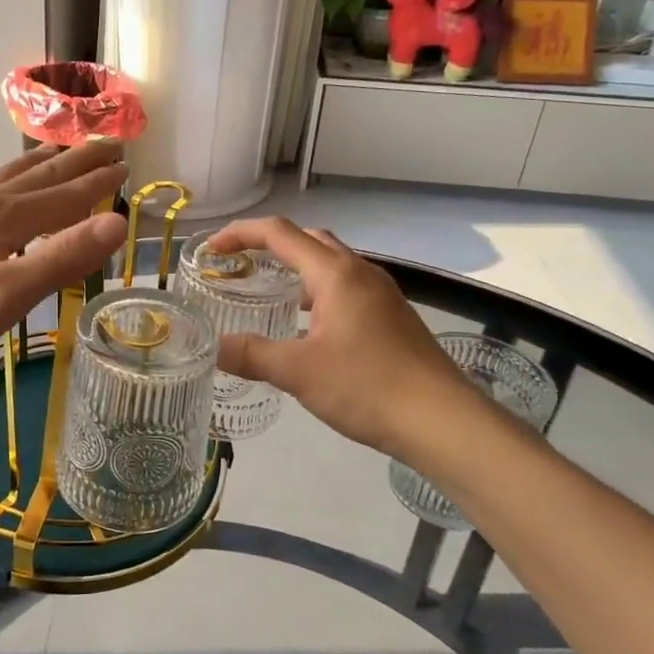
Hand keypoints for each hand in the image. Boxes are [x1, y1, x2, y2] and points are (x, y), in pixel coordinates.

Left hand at [0, 141, 128, 387]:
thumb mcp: (7, 297)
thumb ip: (61, 258)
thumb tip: (117, 222)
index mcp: (5, 218)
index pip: (65, 196)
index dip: (98, 183)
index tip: (127, 165)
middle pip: (39, 175)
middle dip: (77, 161)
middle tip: (107, 144)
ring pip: (8, 175)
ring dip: (41, 161)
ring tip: (61, 150)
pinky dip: (4, 175)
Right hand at [209, 218, 474, 456]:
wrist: (443, 421)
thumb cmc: (368, 387)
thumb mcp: (299, 372)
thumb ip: (252, 355)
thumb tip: (214, 348)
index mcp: (335, 273)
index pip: (279, 233)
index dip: (240, 234)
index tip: (210, 250)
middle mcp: (360, 272)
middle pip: (308, 239)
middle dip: (268, 244)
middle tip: (238, 266)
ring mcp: (381, 294)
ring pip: (330, 263)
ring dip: (295, 267)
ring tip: (266, 291)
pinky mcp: (392, 317)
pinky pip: (345, 287)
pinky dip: (317, 291)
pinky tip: (307, 326)